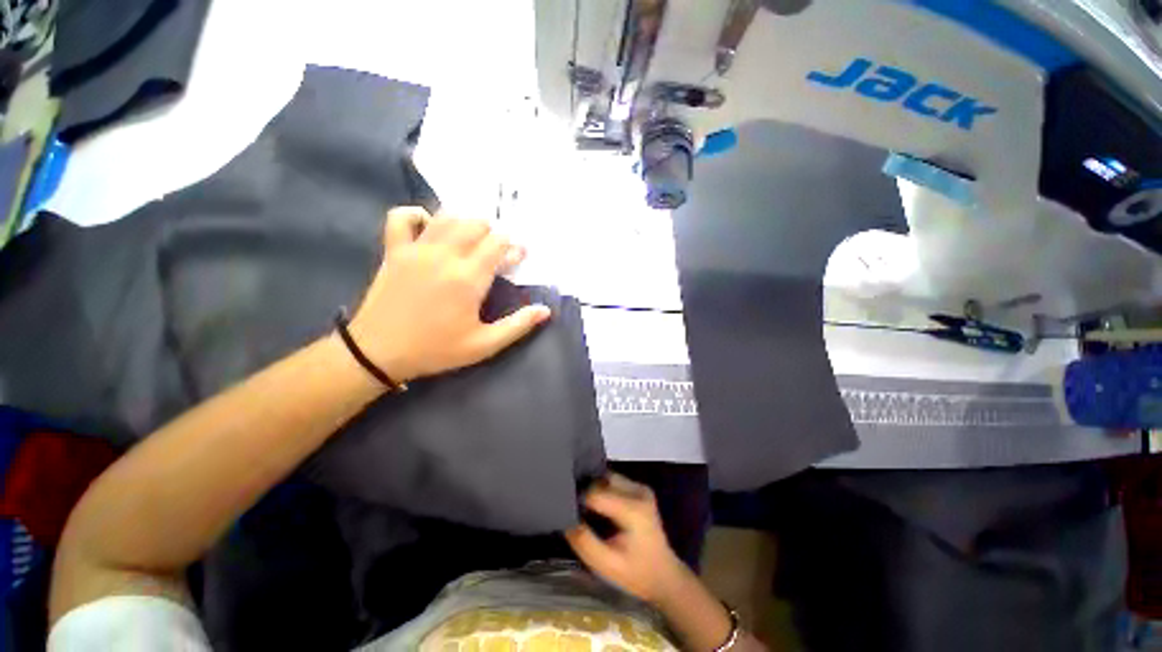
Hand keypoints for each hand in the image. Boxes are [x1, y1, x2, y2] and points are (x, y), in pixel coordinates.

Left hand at [348, 207, 549, 381]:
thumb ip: (517, 325)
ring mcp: (416, 249)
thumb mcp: (483, 345)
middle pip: (476, 224)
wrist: (379, 352)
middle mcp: (445, 256)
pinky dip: (418, 215)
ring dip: (465, 222)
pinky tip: (430, 228)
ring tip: (471, 239)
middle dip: (493, 233)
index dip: (513, 247)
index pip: (499, 244)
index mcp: (469, 278)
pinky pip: (402, 217)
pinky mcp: (394, 250)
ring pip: (447, 216)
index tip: (518, 257)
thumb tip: (545, 311)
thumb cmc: (436, 349)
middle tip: (496, 251)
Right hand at [565, 474, 688, 604]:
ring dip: (594, 488)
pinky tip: (596, 505)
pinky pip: (614, 481)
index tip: (567, 512)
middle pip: (602, 480)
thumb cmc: (636, 573)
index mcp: (633, 509)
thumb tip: (566, 519)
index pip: (596, 493)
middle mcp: (638, 491)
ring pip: (607, 478)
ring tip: (581, 505)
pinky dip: (602, 489)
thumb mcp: (606, 564)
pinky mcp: (640, 489)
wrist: (664, 576)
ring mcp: (641, 488)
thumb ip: (584, 541)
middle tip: (571, 506)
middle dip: (585, 491)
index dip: (579, 501)